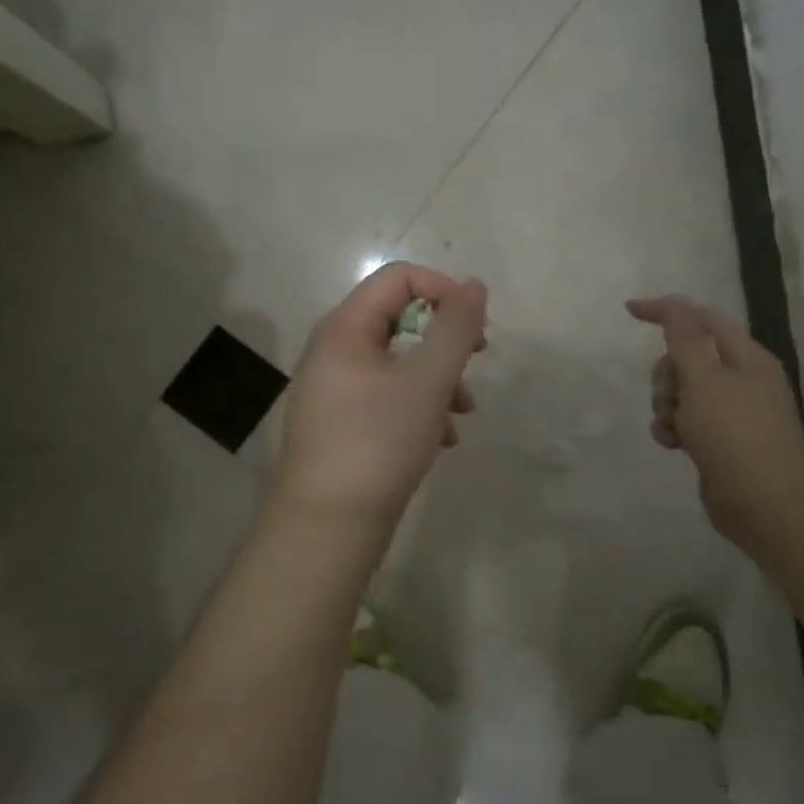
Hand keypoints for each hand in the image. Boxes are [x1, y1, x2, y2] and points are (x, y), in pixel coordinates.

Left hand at [274, 264, 487, 529]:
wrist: (328, 526)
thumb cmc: (379, 441)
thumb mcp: (428, 380)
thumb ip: (456, 328)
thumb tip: (474, 286)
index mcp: (344, 328)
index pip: (398, 278)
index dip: (443, 290)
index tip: (475, 328)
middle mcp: (333, 350)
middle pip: (399, 319)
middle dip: (444, 340)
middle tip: (475, 362)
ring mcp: (334, 389)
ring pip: (397, 363)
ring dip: (437, 378)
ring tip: (463, 413)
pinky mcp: (341, 424)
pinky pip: (386, 397)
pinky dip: (418, 407)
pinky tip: (441, 440)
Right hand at [626, 295, 803, 542]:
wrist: (766, 504)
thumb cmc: (734, 435)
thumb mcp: (704, 380)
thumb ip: (685, 340)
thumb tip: (675, 307)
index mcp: (746, 357)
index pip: (701, 318)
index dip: (666, 310)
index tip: (629, 312)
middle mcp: (741, 379)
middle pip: (687, 357)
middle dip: (667, 373)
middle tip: (670, 395)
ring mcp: (731, 412)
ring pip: (682, 392)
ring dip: (666, 404)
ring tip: (674, 427)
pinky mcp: (720, 440)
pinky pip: (686, 421)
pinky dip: (674, 428)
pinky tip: (673, 444)